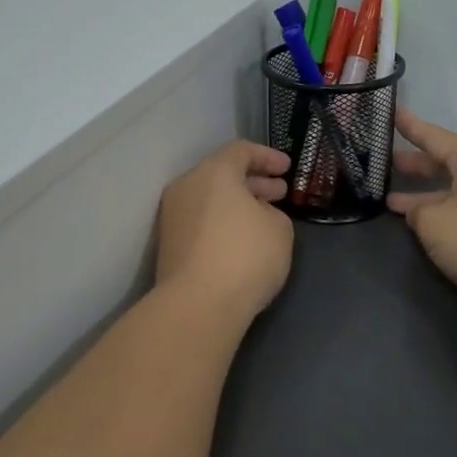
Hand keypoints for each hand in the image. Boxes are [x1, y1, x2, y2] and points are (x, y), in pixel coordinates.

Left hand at [155, 141, 295, 319]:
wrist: (197, 305)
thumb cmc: (245, 256)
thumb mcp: (280, 230)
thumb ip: (272, 212)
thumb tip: (258, 215)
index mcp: (214, 172)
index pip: (241, 151)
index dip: (267, 157)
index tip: (288, 168)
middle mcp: (187, 187)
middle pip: (222, 174)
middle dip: (254, 182)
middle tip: (280, 193)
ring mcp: (173, 216)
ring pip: (210, 199)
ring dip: (238, 203)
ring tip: (265, 217)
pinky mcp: (169, 243)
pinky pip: (201, 220)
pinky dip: (223, 221)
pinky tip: (243, 238)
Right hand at [388, 111, 456, 330]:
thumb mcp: (434, 223)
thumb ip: (417, 212)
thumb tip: (419, 212)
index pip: (435, 137)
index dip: (412, 128)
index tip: (394, 114)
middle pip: (446, 164)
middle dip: (417, 164)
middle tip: (389, 162)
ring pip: (454, 192)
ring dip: (426, 196)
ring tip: (394, 201)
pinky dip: (443, 215)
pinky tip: (426, 228)